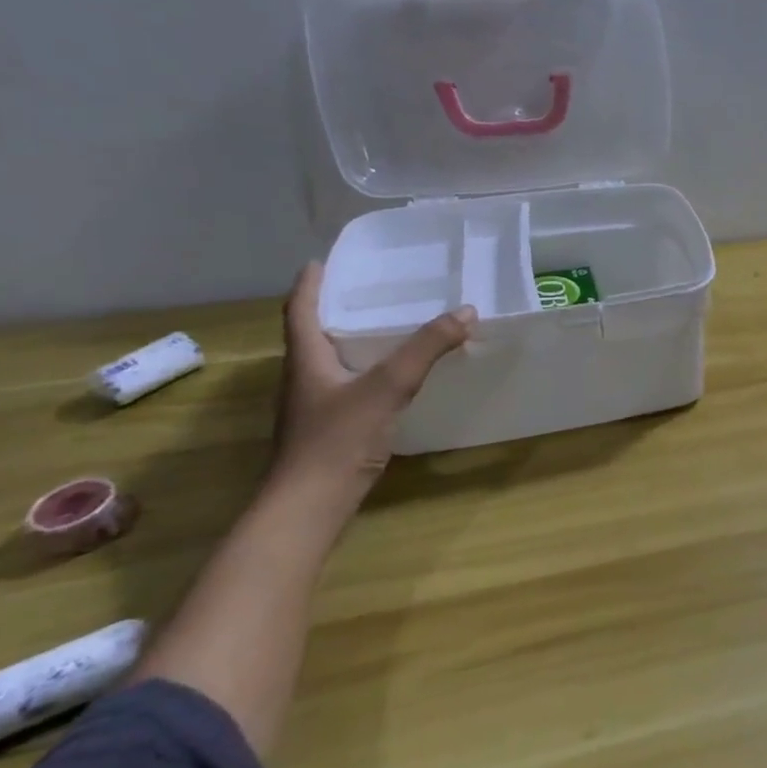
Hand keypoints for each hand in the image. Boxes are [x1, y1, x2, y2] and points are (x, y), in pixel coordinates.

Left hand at [270, 263, 476, 504]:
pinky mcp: (328, 429)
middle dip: (337, 308)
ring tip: (388, 327)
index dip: (310, 284)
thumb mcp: (388, 387)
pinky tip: (392, 379)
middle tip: (372, 289)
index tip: (323, 261)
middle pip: (314, 333)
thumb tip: (466, 310)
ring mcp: (314, 406)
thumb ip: (426, 348)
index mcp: (306, 359)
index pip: (300, 309)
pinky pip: (347, 386)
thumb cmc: (338, 439)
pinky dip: (366, 371)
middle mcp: (304, 378)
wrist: (309, 506)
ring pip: (331, 361)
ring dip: (353, 341)